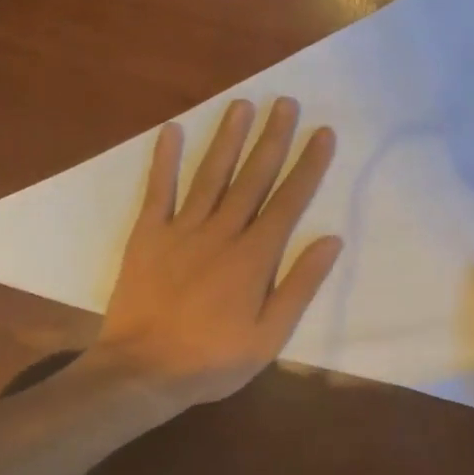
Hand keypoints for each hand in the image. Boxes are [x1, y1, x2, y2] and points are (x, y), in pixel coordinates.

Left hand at [87, 97, 341, 410]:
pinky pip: (158, 191)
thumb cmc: (213, 359)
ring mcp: (181, 230)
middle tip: (286, 102)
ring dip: (227, 138)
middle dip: (272, 138)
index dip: (308, 165)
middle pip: (252, 177)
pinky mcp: (147, 236)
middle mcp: (222, 233)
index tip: (322, 133)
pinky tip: (172, 130)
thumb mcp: (270, 335)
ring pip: (211, 175)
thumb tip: (330, 240)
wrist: (143, 371)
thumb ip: (299, 285)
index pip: (288, 201)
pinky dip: (164, 160)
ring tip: (242, 104)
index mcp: (254, 257)